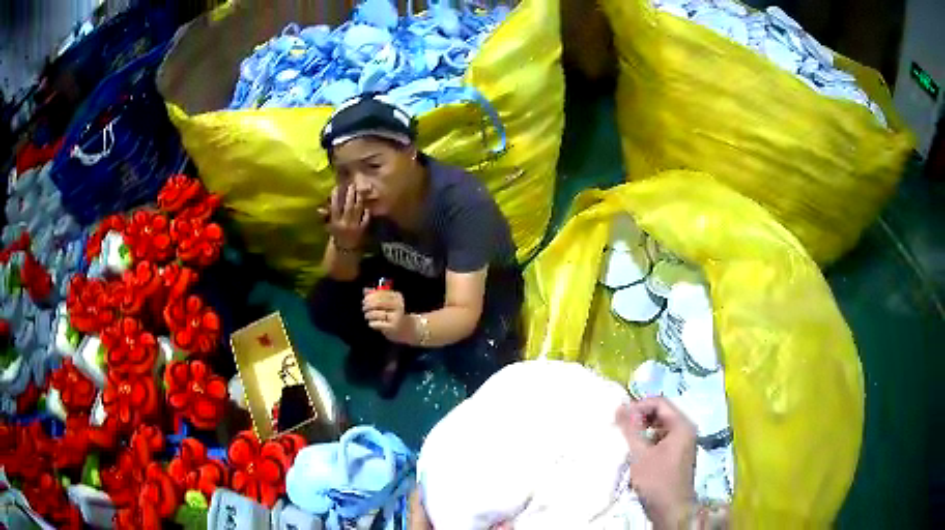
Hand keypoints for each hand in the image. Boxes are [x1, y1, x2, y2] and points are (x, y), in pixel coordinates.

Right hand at [320, 185, 368, 249]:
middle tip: (351, 185)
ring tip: (359, 192)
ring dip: (358, 200)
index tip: (336, 187)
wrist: (344, 251)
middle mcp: (345, 223)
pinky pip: (365, 218)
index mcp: (335, 223)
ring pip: (357, 210)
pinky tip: (366, 206)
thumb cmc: (336, 237)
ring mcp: (354, 226)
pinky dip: (366, 212)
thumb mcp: (330, 228)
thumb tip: (320, 209)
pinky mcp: (362, 229)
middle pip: (348, 206)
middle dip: (350, 195)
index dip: (335, 197)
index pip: (334, 207)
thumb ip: (327, 218)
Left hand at [363, 288, 412, 343]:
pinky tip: (372, 323)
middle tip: (364, 308)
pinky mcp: (392, 327)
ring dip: (368, 314)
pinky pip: (376, 324)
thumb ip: (377, 294)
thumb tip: (365, 290)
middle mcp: (398, 306)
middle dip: (367, 305)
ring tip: (367, 315)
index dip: (370, 296)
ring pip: (375, 314)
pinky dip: (371, 323)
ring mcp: (396, 317)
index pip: (380, 293)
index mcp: (397, 297)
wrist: (408, 328)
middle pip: (377, 303)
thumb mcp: (389, 302)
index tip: (365, 299)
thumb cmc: (395, 313)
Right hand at [618, 397, 696, 528]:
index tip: (619, 417)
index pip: (659, 403)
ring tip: (625, 439)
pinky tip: (636, 452)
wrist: (671, 509)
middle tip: (620, 427)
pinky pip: (662, 439)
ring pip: (660, 427)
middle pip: (661, 413)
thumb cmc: (657, 480)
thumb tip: (619, 407)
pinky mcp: (677, 455)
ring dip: (643, 429)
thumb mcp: (640, 454)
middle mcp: (686, 430)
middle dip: (640, 417)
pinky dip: (648, 440)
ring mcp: (683, 443)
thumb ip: (630, 429)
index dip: (638, 406)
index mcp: (682, 425)